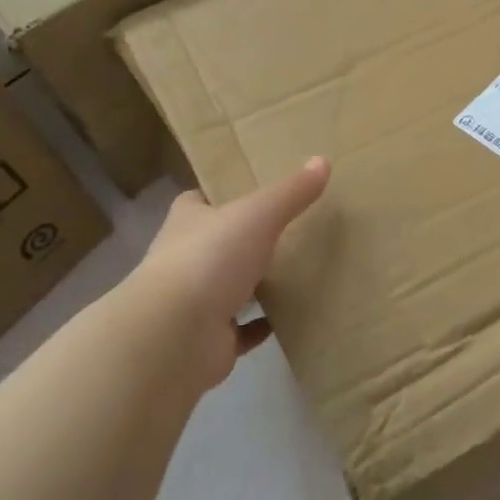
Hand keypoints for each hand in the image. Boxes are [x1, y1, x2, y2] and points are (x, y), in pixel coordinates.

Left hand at [135, 157, 330, 388]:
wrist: (175, 335)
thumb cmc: (211, 259)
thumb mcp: (258, 215)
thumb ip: (291, 192)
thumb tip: (323, 160)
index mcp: (188, 222)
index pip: (199, 201)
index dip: (221, 195)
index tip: (254, 191)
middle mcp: (185, 259)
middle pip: (217, 243)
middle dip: (244, 240)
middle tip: (288, 231)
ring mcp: (194, 303)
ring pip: (229, 287)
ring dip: (254, 284)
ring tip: (296, 272)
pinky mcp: (209, 339)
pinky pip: (241, 330)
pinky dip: (260, 326)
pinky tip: (288, 317)